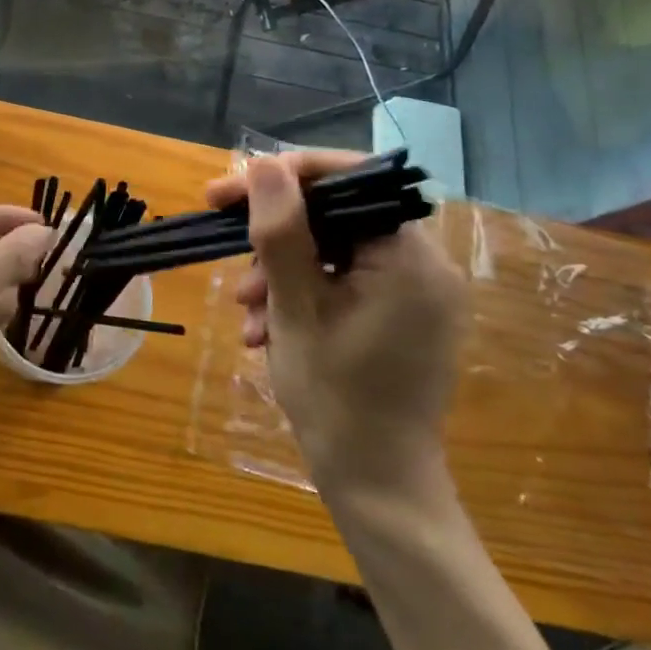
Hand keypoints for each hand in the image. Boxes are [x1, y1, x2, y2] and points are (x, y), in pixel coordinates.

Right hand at [207, 153, 468, 494]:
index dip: (284, 176)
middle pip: (337, 217)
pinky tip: (267, 328)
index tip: (225, 193)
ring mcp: (416, 293)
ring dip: (282, 271)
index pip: (349, 181)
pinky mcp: (403, 316)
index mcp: (411, 258)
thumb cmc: (335, 398)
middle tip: (232, 260)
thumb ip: (281, 231)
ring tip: (247, 311)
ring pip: (335, 251)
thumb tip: (264, 164)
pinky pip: (346, 281)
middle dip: (276, 237)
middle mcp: (425, 266)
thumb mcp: (295, 308)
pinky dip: (304, 294)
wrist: (377, 485)